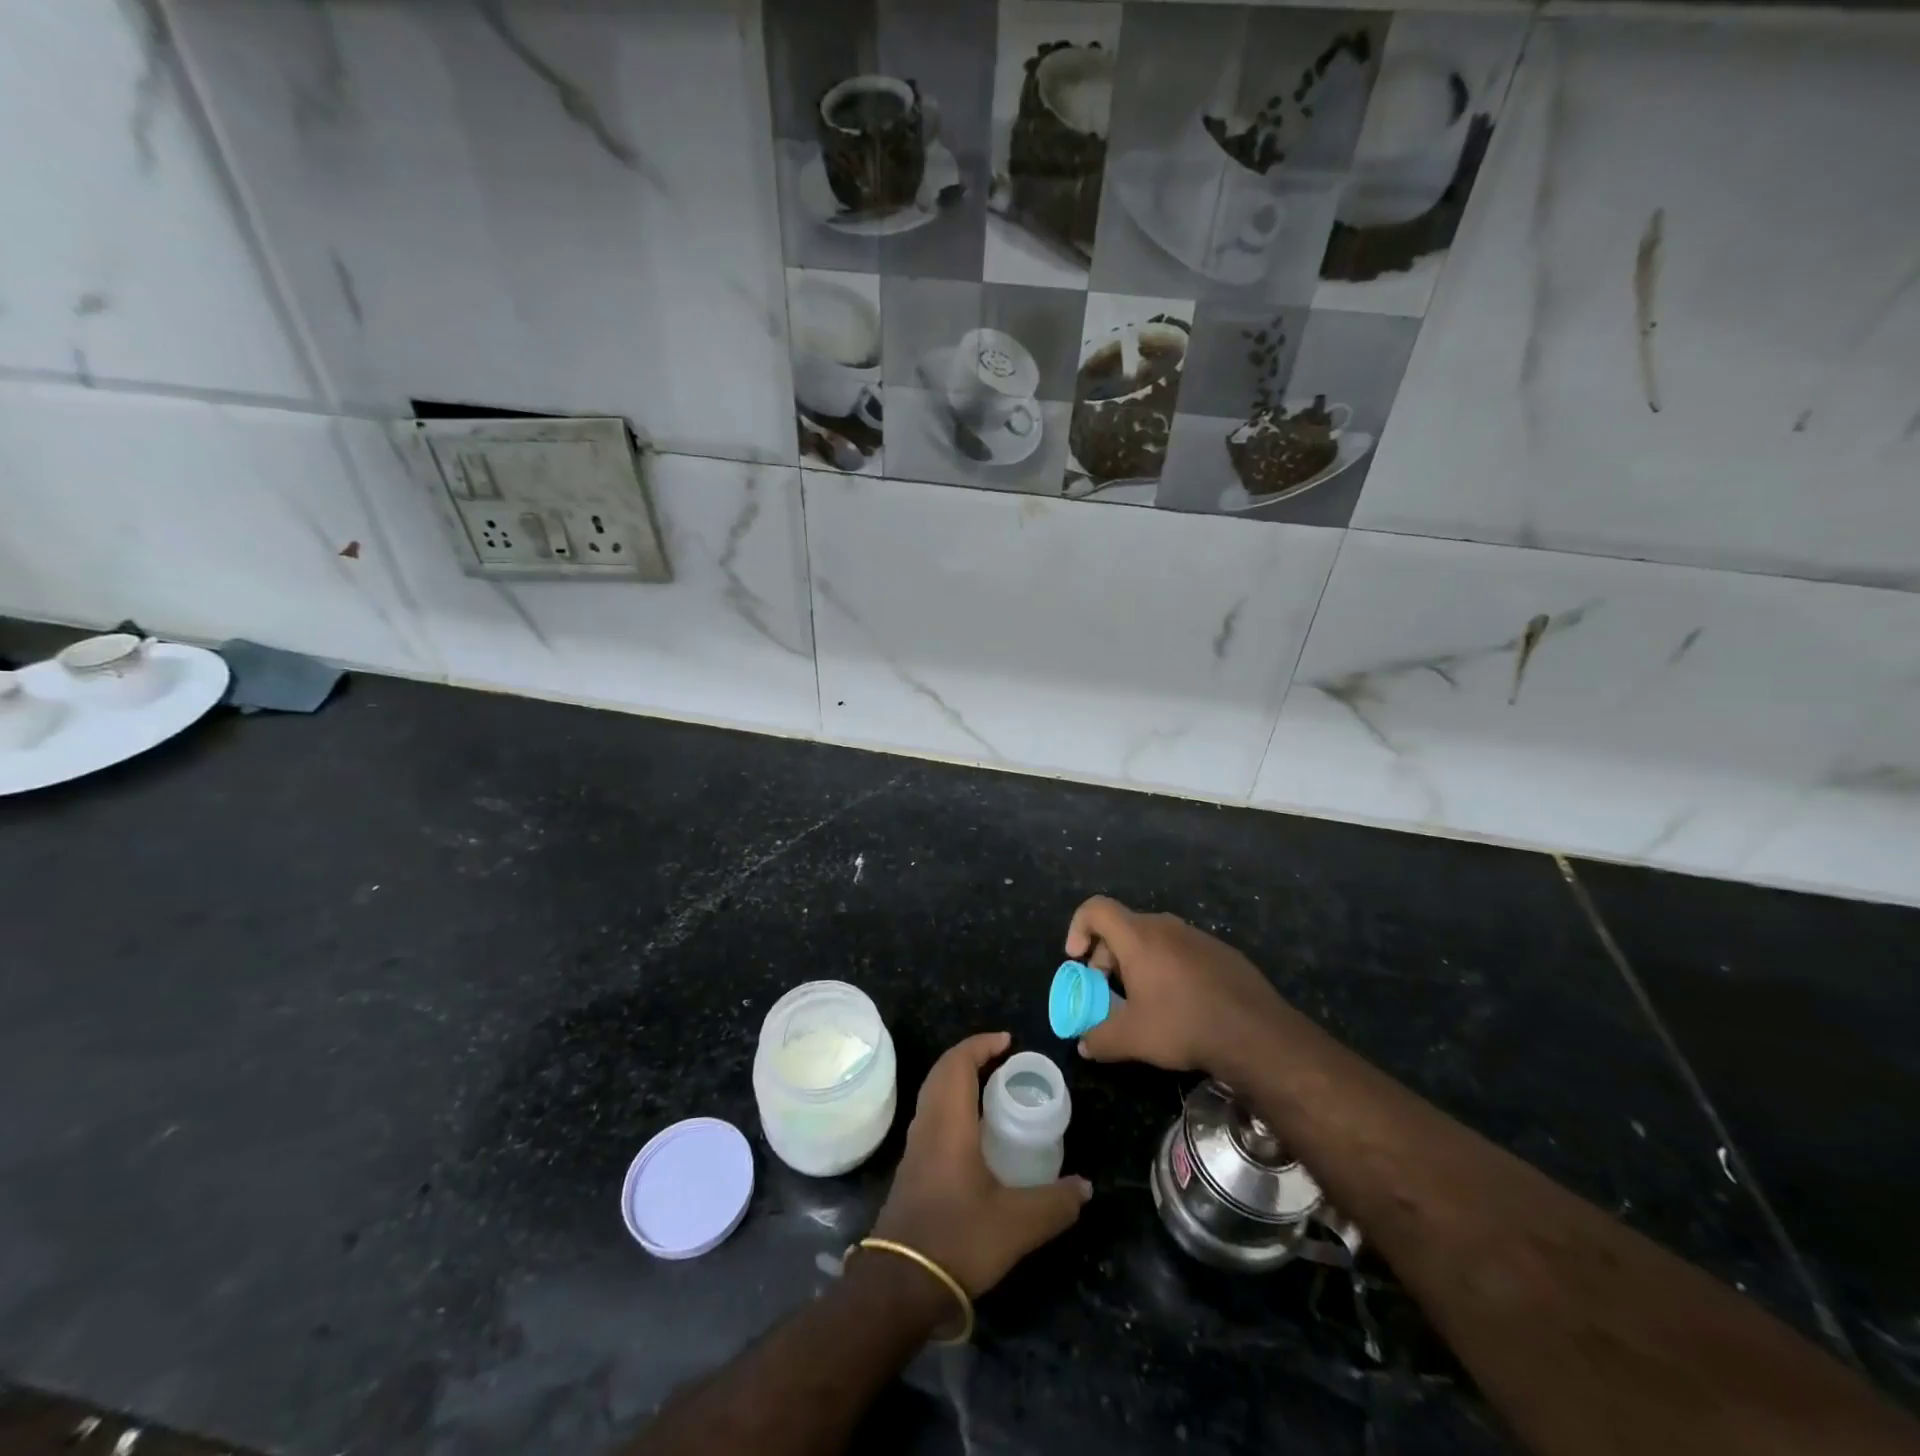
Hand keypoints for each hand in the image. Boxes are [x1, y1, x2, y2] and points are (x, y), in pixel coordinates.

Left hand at [872, 1032, 1090, 1296]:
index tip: (1008, 1042)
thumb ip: (1054, 1203)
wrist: (900, 1285)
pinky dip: (952, 1105)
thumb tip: (1085, 1187)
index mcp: (949, 1122)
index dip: (981, 1045)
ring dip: (959, 1081)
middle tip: (1003, 1061)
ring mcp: (915, 1147)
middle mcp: (928, 1125)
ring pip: (934, 1094)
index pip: (958, 1063)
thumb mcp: (1017, 1224)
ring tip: (993, 1090)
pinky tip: (975, 1134)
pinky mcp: (912, 1169)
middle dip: (970, 1057)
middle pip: (942, 1072)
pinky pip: (932, 1117)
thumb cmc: (958, 1239)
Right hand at [1065, 895, 1286, 1073]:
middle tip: (1108, 989)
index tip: (1077, 959)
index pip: (1095, 908)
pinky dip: (1169, 968)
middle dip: (1107, 955)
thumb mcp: (1132, 1039)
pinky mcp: (1222, 951)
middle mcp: (1165, 926)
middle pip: (1123, 926)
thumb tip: (1085, 1045)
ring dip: (1138, 962)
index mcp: (1137, 937)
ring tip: (1144, 1000)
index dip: (1078, 927)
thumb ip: (1099, 1039)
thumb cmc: (1183, 1025)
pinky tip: (1181, 1004)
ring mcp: (1197, 936)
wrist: (1256, 1033)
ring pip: (1154, 939)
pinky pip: (1182, 950)